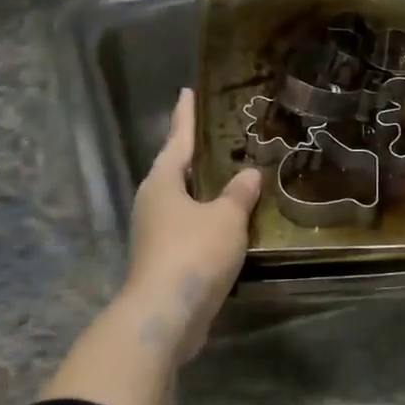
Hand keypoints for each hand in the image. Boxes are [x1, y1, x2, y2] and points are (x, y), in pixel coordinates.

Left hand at [122, 88, 262, 361]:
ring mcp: (155, 232)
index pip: (178, 138)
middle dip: (197, 152)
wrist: (164, 315)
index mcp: (163, 182)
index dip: (186, 114)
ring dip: (205, 189)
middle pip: (177, 168)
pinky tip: (230, 222)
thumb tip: (250, 174)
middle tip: (221, 133)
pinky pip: (190, 226)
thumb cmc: (193, 254)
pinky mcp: (164, 258)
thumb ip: (239, 194)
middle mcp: (153, 201)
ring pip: (184, 200)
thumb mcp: (226, 218)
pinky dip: (209, 219)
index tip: (188, 90)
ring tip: (232, 175)